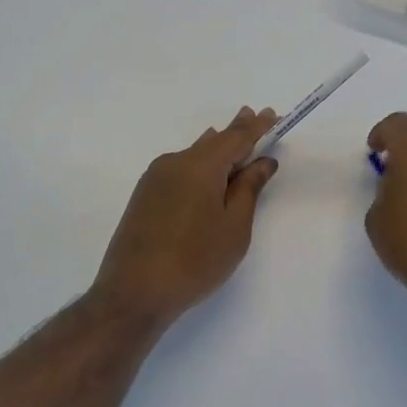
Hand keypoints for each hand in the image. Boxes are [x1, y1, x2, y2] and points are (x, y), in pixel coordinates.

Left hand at [92, 107, 279, 324]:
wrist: (134, 292)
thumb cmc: (195, 261)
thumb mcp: (234, 227)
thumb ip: (248, 189)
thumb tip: (262, 161)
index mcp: (200, 166)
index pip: (235, 137)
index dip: (256, 127)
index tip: (272, 114)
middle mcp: (175, 162)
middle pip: (212, 141)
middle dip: (235, 131)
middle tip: (253, 115)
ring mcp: (155, 178)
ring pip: (194, 155)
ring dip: (216, 148)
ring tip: (232, 140)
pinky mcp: (144, 196)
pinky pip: (179, 169)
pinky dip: (199, 166)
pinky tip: (205, 172)